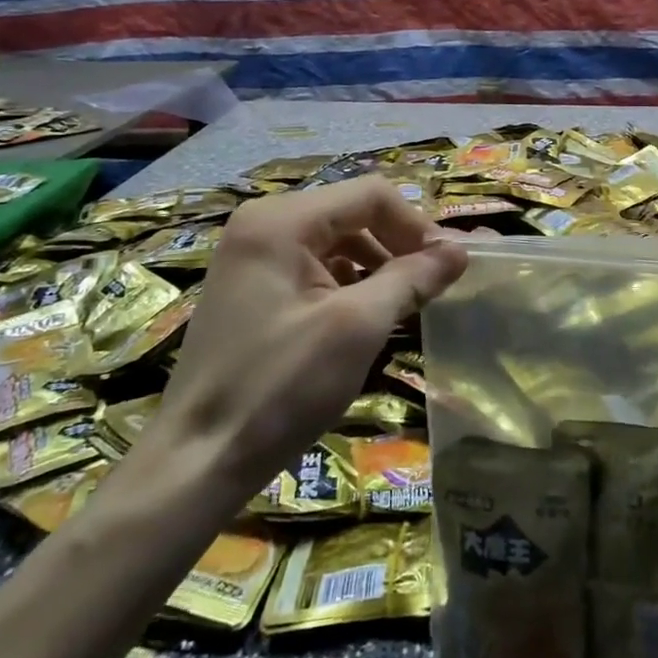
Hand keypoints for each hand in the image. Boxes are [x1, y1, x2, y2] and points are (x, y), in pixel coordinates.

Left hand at [151, 178, 467, 510]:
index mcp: (282, 220)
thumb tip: (461, 250)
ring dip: (376, 266)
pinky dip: (348, 284)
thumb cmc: (280, 386)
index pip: (371, 195)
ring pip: (336, 241)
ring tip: (403, 306)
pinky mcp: (251, 288)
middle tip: (430, 288)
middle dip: (398, 245)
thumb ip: (412, 279)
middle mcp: (262, 224)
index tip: (446, 268)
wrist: (196, 462)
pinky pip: (314, 267)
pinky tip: (364, 319)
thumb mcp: (358, 327)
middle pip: (353, 214)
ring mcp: (252, 256)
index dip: (416, 225)